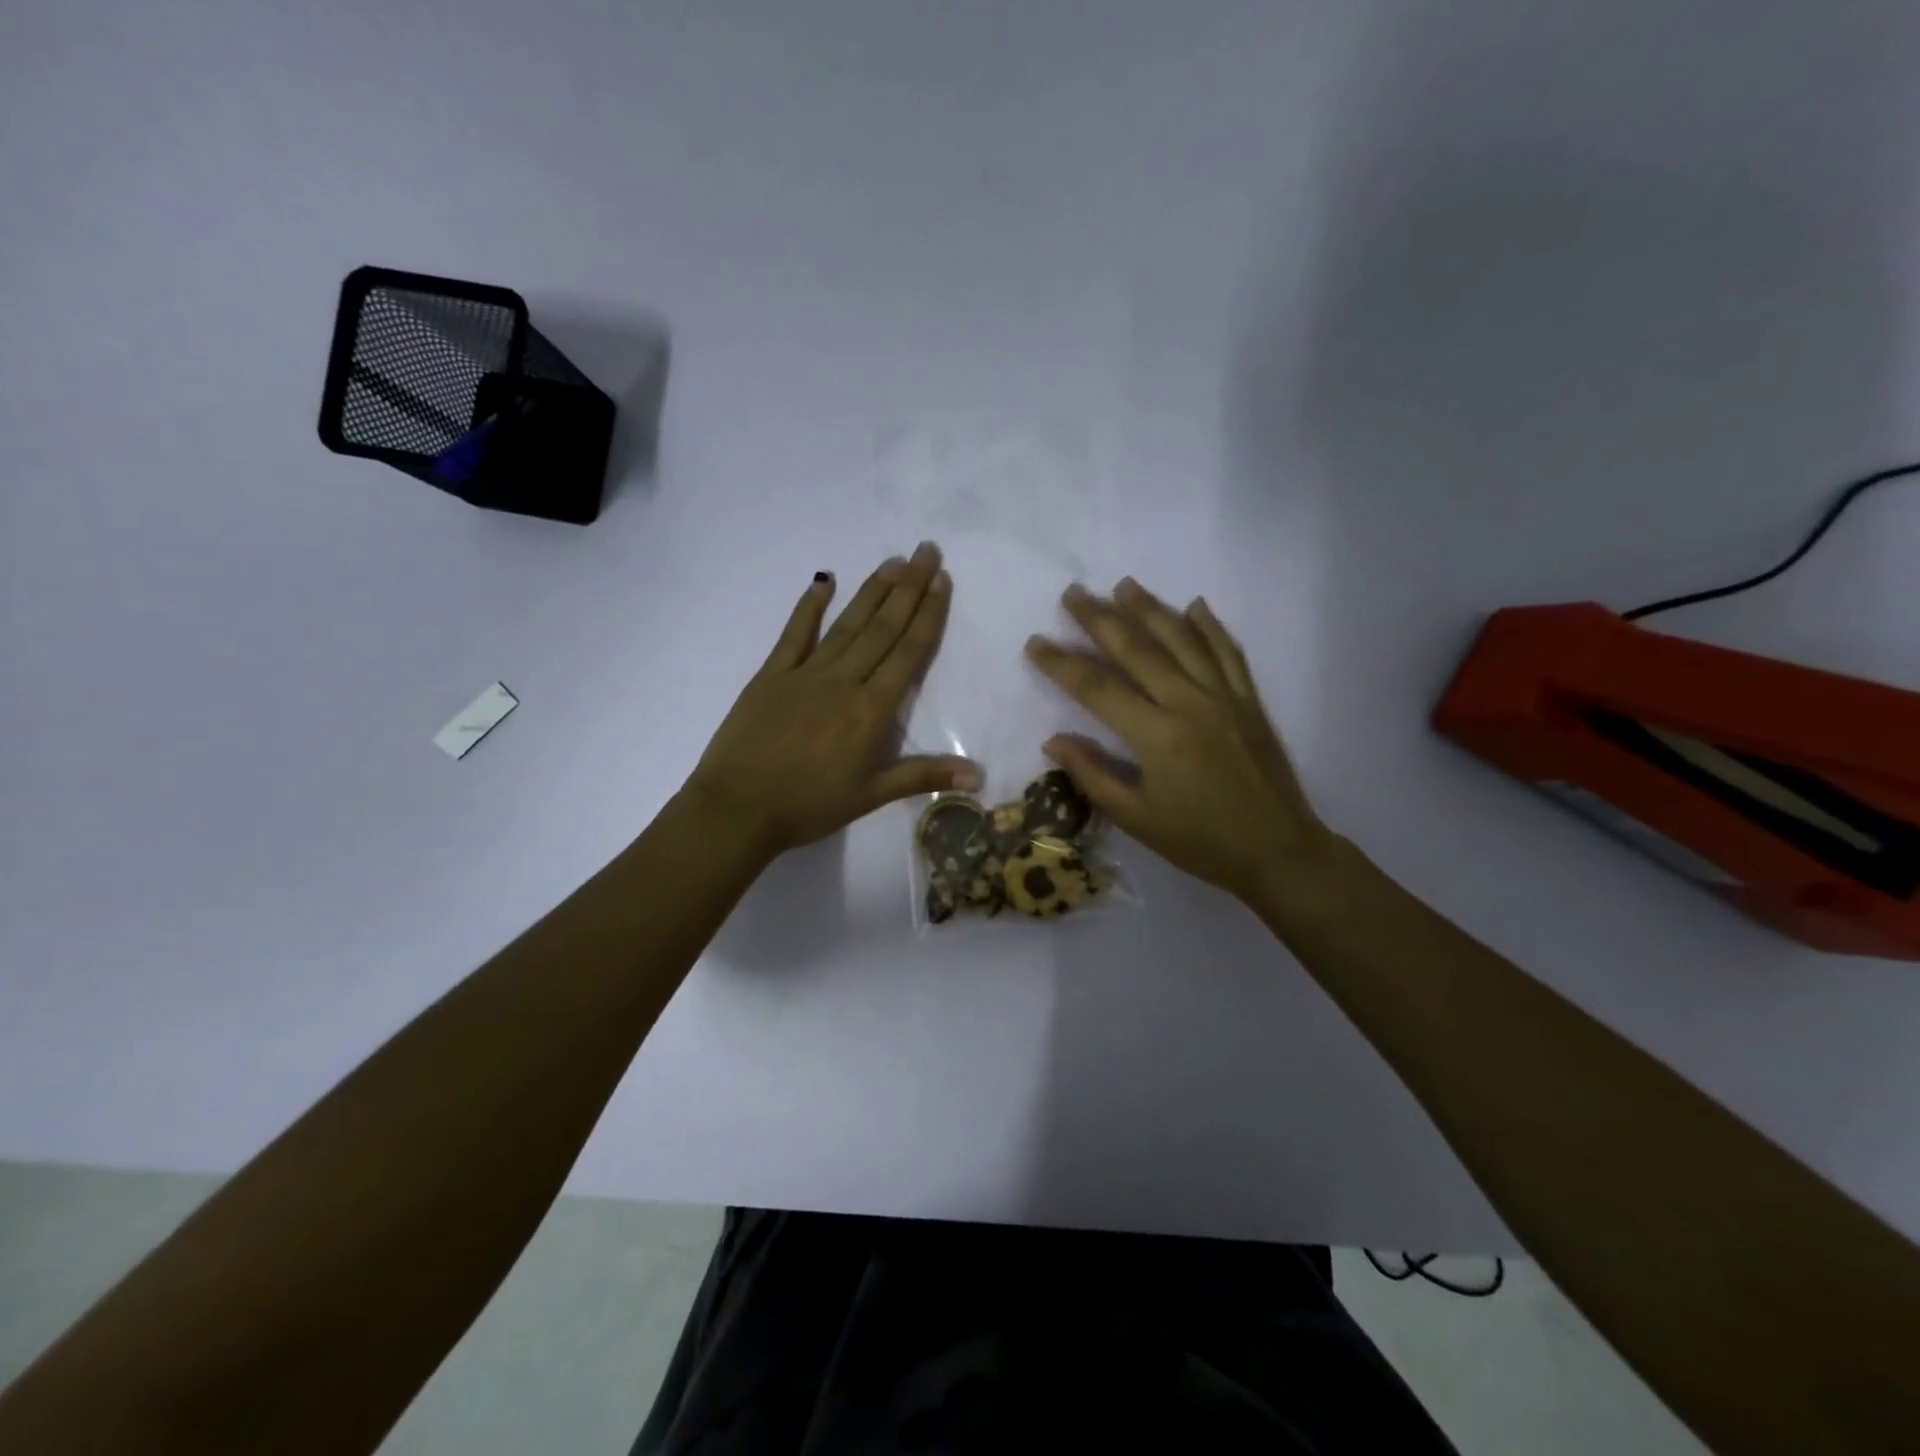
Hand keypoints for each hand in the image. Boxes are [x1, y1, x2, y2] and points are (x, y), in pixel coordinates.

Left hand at [684, 544, 980, 859]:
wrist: (737, 809)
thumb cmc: (808, 806)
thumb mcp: (870, 797)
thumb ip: (923, 777)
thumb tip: (978, 776)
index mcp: (871, 711)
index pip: (908, 653)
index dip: (928, 614)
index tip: (942, 580)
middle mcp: (844, 681)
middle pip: (883, 628)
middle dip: (908, 588)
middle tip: (926, 550)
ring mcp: (805, 673)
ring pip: (847, 624)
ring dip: (872, 591)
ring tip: (893, 561)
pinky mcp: (772, 675)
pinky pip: (794, 634)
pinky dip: (808, 606)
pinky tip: (823, 581)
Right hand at [1024, 579, 1338, 907]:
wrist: (1278, 850)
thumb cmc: (1201, 842)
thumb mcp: (1137, 819)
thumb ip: (1093, 776)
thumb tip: (1053, 740)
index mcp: (1157, 736)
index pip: (1097, 688)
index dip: (1061, 663)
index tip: (1035, 642)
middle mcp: (1189, 704)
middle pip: (1137, 649)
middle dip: (1100, 619)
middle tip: (1073, 593)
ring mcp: (1224, 697)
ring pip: (1182, 639)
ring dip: (1150, 608)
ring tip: (1123, 585)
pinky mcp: (1249, 700)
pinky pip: (1228, 652)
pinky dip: (1210, 626)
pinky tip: (1194, 605)